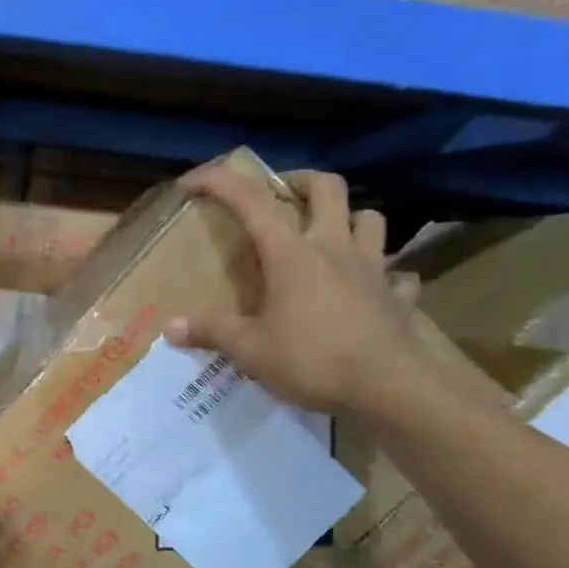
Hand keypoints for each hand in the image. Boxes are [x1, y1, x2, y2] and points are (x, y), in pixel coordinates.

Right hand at [165, 166, 422, 415]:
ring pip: (370, 218)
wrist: (387, 387)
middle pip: (327, 186)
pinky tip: (370, 290)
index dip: (219, 183)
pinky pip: (396, 274)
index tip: (192, 182)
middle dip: (301, 181)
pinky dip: (383, 275)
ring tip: (329, 237)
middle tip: (282, 195)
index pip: (252, 201)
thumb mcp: (249, 350)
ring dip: (349, 218)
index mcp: (292, 253)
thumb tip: (170, 328)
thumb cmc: (312, 360)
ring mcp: (373, 269)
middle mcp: (334, 248)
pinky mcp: (398, 296)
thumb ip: (211, 332)